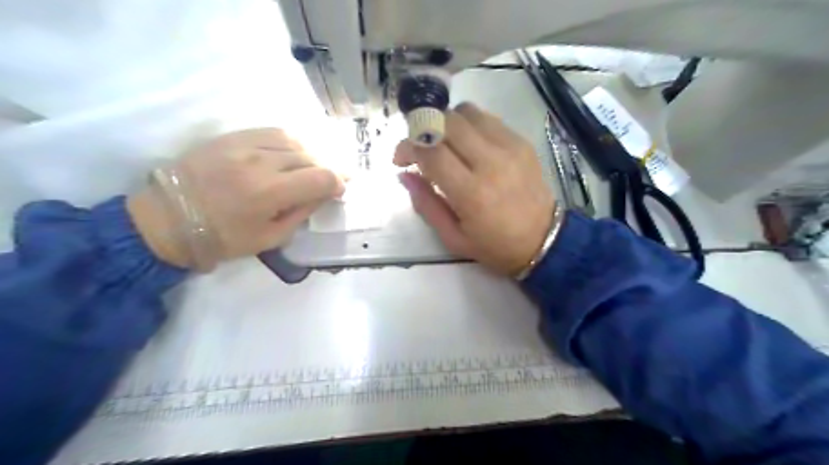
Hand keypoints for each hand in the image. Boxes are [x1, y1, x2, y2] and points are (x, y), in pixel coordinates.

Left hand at [125, 129, 342, 270]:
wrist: (167, 218)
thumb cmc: (221, 238)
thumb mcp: (270, 238)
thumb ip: (301, 214)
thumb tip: (322, 195)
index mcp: (269, 192)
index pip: (321, 177)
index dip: (337, 183)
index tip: (338, 191)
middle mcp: (260, 162)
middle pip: (310, 157)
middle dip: (325, 170)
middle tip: (327, 182)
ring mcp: (244, 145)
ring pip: (294, 141)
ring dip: (309, 155)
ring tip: (309, 168)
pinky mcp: (231, 136)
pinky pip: (272, 132)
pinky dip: (290, 142)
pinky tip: (290, 153)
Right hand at [396, 103, 556, 274]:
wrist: (545, 241)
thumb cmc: (495, 246)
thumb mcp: (453, 237)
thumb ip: (425, 204)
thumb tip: (404, 175)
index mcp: (471, 193)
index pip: (430, 151)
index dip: (407, 147)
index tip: (401, 159)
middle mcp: (490, 162)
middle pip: (447, 122)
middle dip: (424, 129)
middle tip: (420, 147)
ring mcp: (510, 148)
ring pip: (467, 112)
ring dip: (447, 123)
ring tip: (444, 143)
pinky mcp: (522, 142)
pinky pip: (488, 118)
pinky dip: (469, 125)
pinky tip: (468, 144)